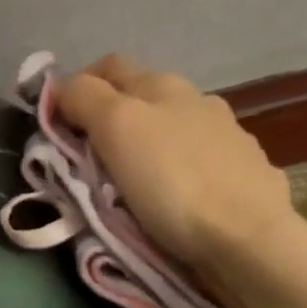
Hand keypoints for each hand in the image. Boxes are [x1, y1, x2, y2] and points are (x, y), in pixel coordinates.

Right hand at [59, 55, 292, 271]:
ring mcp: (230, 138)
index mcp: (164, 86)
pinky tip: (178, 197)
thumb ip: (85, 98)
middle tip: (89, 160)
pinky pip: (202, 163)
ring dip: (150, 147)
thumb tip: (64, 86)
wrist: (247, 239)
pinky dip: (181, 172)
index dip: (78, 87)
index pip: (108, 67)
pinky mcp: (248, 176)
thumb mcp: (117, 128)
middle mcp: (200, 102)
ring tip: (134, 183)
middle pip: (143, 99)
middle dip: (113, 120)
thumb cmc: (173, 181)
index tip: (58, 125)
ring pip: (174, 131)